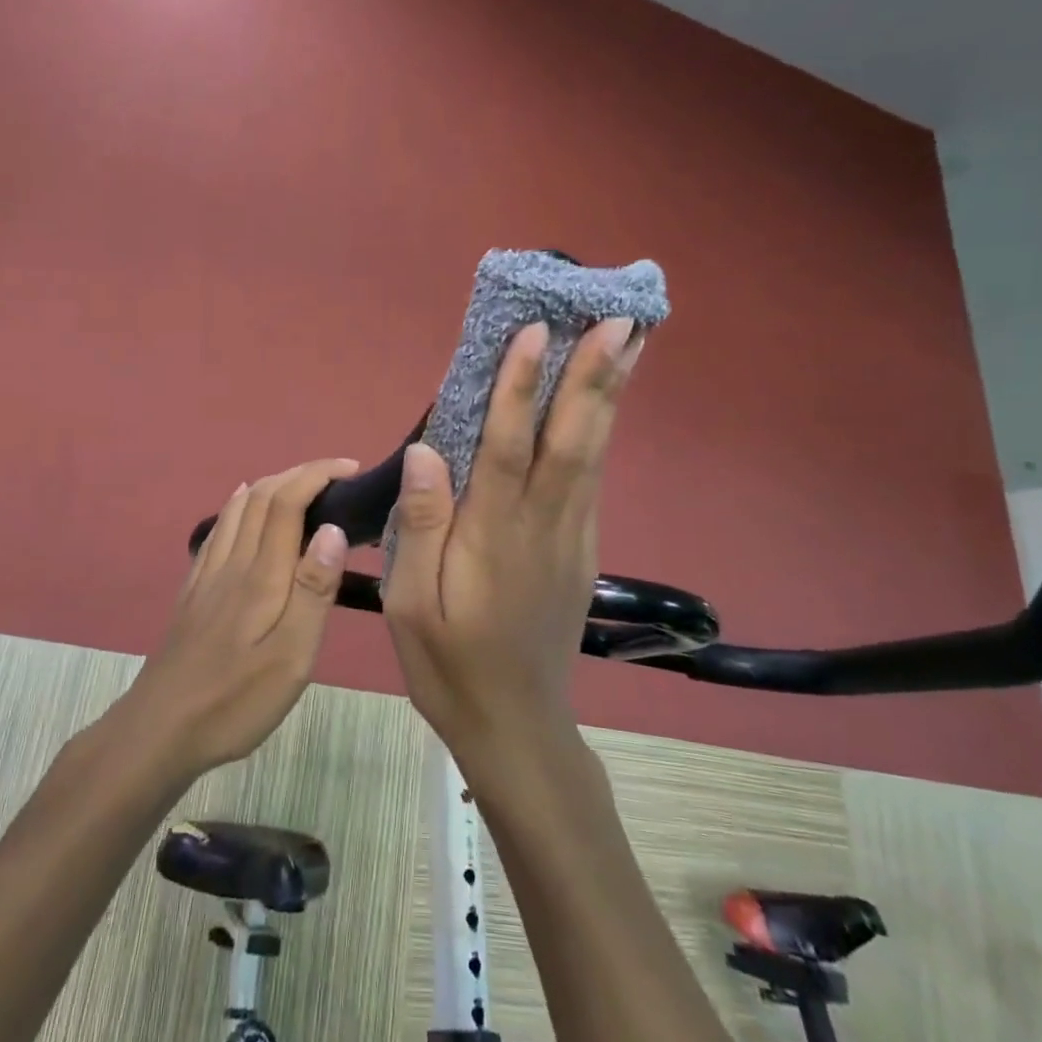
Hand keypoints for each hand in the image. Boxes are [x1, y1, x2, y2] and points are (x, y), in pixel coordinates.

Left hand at [123, 459, 356, 776]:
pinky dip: (238, 505)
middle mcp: (232, 562)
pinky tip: (241, 507)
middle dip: (298, 473)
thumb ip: (313, 590)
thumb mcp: (291, 657)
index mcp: (261, 575)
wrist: (160, 729)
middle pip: (260, 496)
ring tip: (301, 485)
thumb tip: (332, 529)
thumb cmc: (235, 699)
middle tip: (336, 474)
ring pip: (237, 508)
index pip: (287, 502)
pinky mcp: (194, 590)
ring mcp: (207, 574)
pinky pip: (218, 529)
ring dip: (270, 484)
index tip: (350, 468)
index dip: (317, 475)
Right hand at [382, 318, 645, 755]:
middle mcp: (542, 526)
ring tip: (631, 342)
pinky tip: (605, 404)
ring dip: (610, 394)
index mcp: (493, 537)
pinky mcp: (582, 549)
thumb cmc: (449, 664)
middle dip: (595, 375)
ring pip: (593, 453)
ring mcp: (571, 537)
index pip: (510, 447)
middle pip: (573, 439)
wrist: (515, 725)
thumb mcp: (410, 605)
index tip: (535, 331)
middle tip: (622, 316)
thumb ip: (421, 526)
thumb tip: (427, 450)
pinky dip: (601, 430)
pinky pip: (592, 478)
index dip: (521, 387)